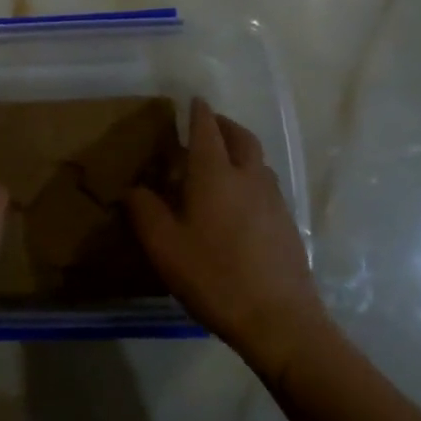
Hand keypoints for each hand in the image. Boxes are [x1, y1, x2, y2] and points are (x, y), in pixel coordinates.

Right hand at [128, 99, 329, 384]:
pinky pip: (267, 185)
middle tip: (208, 124)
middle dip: (224, 124)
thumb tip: (134, 188)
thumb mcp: (163, 245)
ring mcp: (273, 200)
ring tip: (222, 160)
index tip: (193, 100)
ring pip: (258, 160)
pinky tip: (240, 200)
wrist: (279, 320)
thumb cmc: (213, 276)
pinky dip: (251, 176)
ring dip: (240, 149)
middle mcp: (248, 177)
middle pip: (240, 137)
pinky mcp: (287, 224)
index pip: (206, 130)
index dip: (198, 112)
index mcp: (214, 174)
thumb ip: (144, 210)